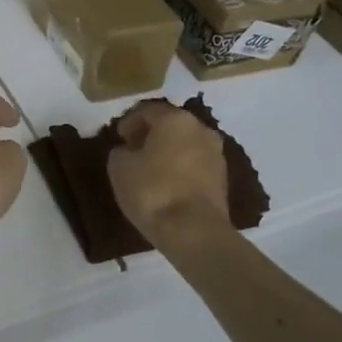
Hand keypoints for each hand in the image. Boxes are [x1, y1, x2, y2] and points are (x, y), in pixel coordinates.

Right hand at [106, 101, 230, 242]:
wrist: (194, 232)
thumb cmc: (152, 191)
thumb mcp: (119, 167)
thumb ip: (121, 151)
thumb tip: (129, 151)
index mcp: (175, 119)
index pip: (147, 110)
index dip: (129, 121)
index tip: (119, 137)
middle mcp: (201, 129)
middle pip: (170, 124)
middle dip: (150, 134)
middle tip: (133, 149)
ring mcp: (216, 153)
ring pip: (185, 143)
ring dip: (167, 151)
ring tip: (149, 168)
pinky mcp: (223, 178)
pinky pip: (195, 163)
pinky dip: (180, 167)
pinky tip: (167, 183)